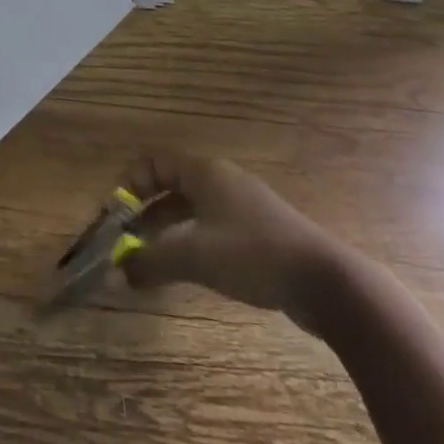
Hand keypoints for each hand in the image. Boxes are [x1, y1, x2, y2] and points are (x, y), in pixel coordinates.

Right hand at [120, 152, 362, 332]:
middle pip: (172, 186)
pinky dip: (193, 243)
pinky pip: (213, 228)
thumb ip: (152, 261)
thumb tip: (117, 270)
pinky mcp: (260, 232)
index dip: (131, 185)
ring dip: (169, 232)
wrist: (325, 280)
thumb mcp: (195, 256)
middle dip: (147, 214)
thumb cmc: (252, 254)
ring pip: (193, 210)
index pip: (155, 162)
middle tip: (129, 244)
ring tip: (154, 263)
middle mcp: (221, 180)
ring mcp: (243, 205)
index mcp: (204, 172)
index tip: (118, 218)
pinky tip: (191, 271)